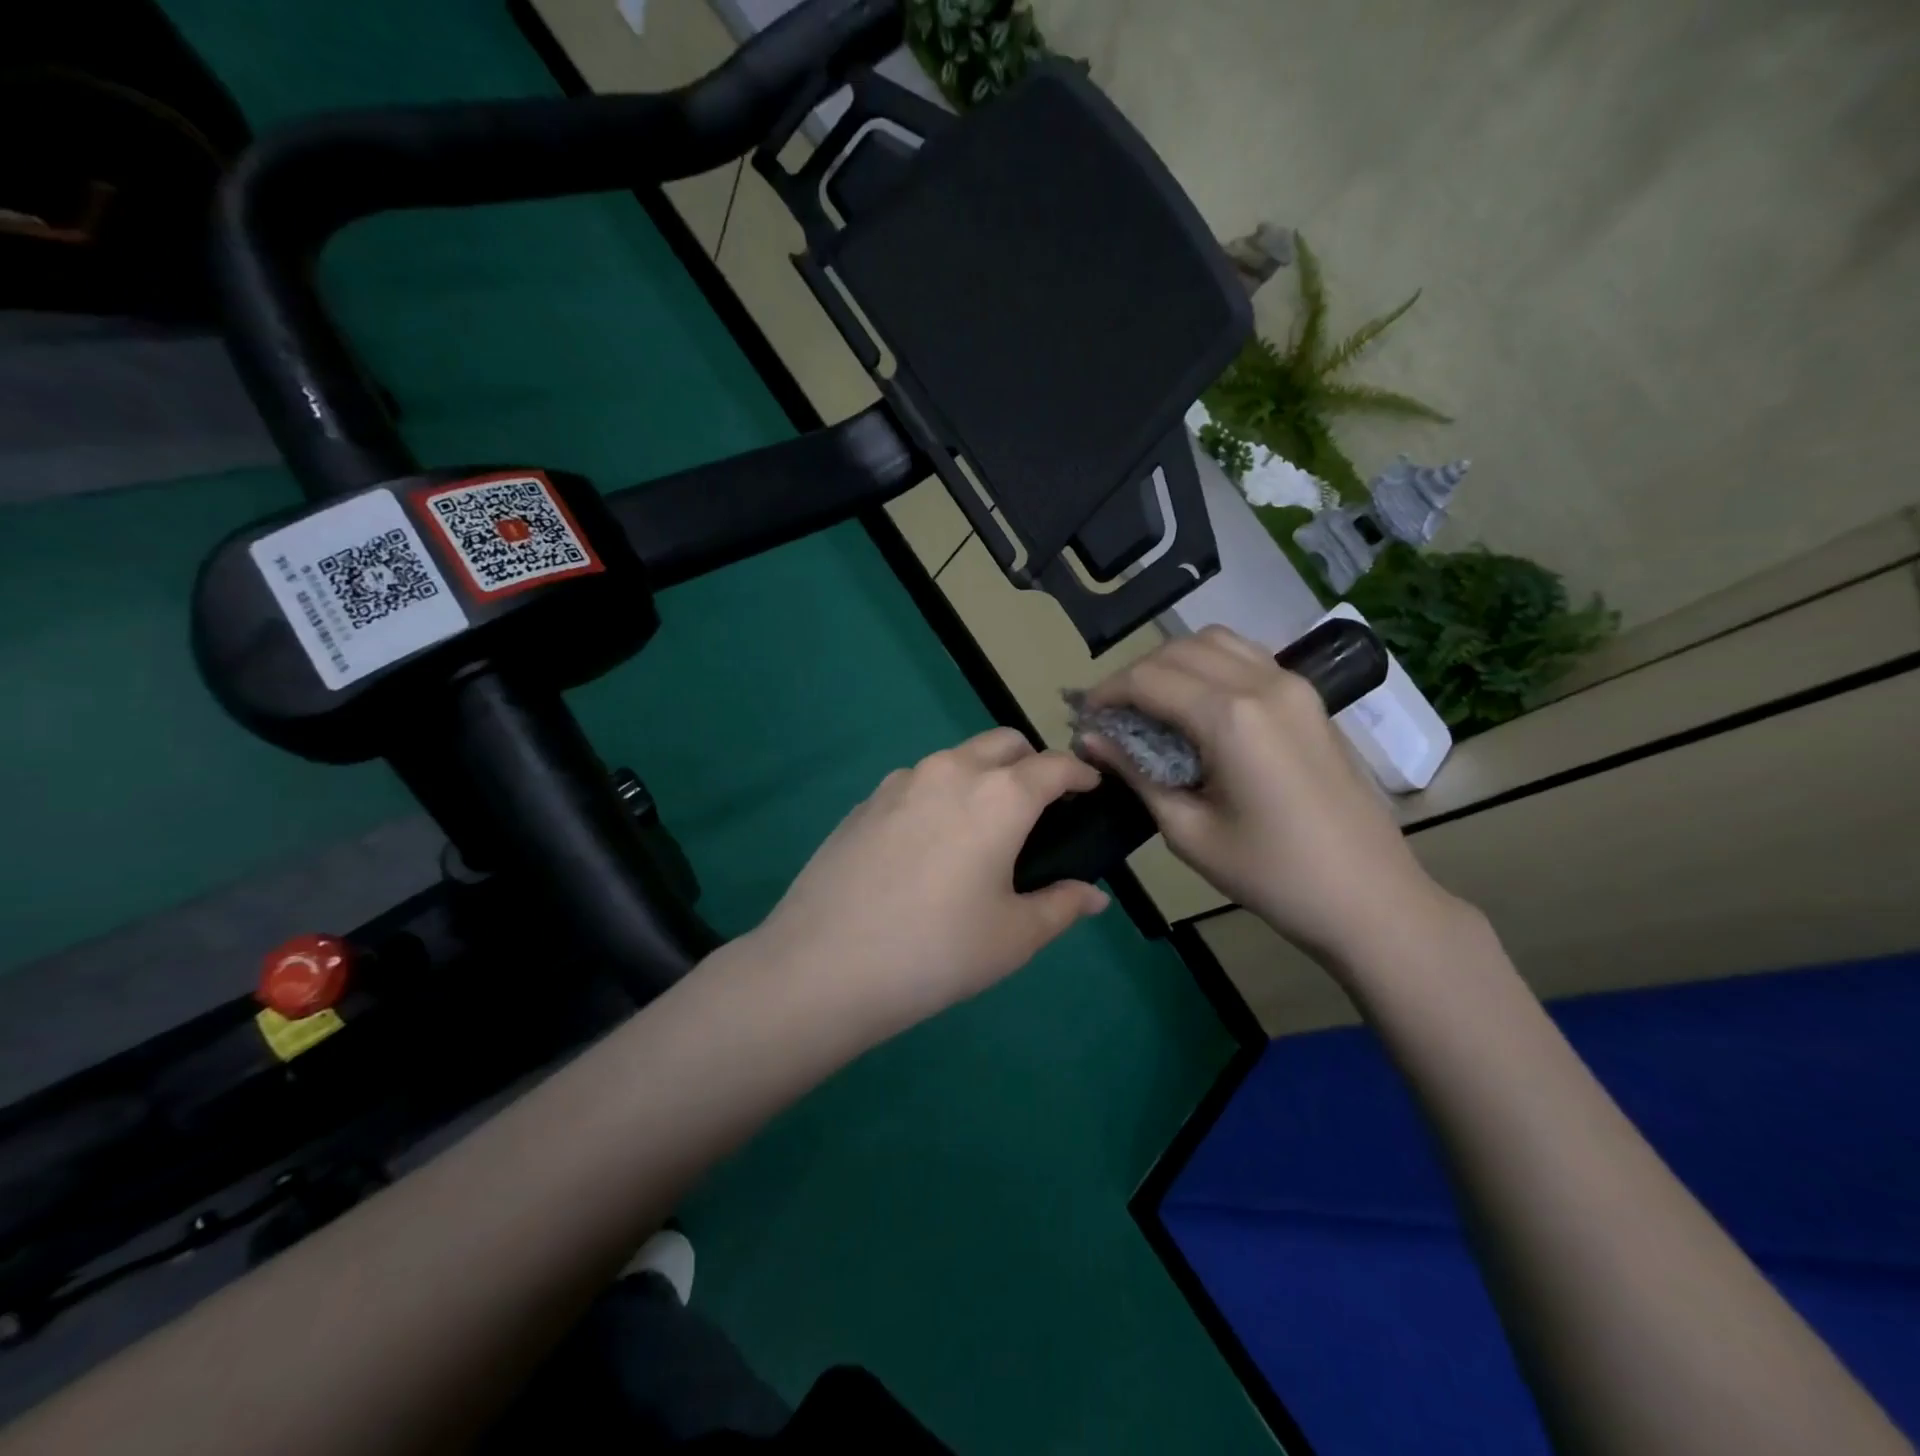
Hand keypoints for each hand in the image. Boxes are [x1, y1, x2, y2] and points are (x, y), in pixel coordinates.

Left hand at [749, 727, 1109, 1034]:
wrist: (824, 964)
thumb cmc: (936, 951)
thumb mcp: (1013, 937)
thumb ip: (1061, 906)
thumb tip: (1093, 897)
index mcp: (999, 796)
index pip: (1055, 766)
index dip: (1081, 775)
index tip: (1092, 790)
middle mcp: (951, 771)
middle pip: (1004, 743)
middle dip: (1032, 763)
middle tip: (1039, 810)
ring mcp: (901, 782)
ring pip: (957, 759)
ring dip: (983, 776)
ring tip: (981, 830)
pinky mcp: (866, 801)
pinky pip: (918, 782)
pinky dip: (941, 795)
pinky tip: (929, 846)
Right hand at [1081, 627, 1462, 970]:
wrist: (1369, 897)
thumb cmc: (1272, 875)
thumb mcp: (1188, 831)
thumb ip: (1136, 773)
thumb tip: (1091, 739)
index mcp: (1231, 717)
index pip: (1148, 679)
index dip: (1107, 693)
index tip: (1083, 718)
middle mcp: (1262, 683)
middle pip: (1179, 650)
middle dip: (1134, 675)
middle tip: (1112, 715)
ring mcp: (1293, 685)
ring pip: (1215, 642)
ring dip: (1172, 663)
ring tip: (1151, 705)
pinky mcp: (1309, 697)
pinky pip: (1247, 658)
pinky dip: (1209, 665)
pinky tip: (1197, 704)